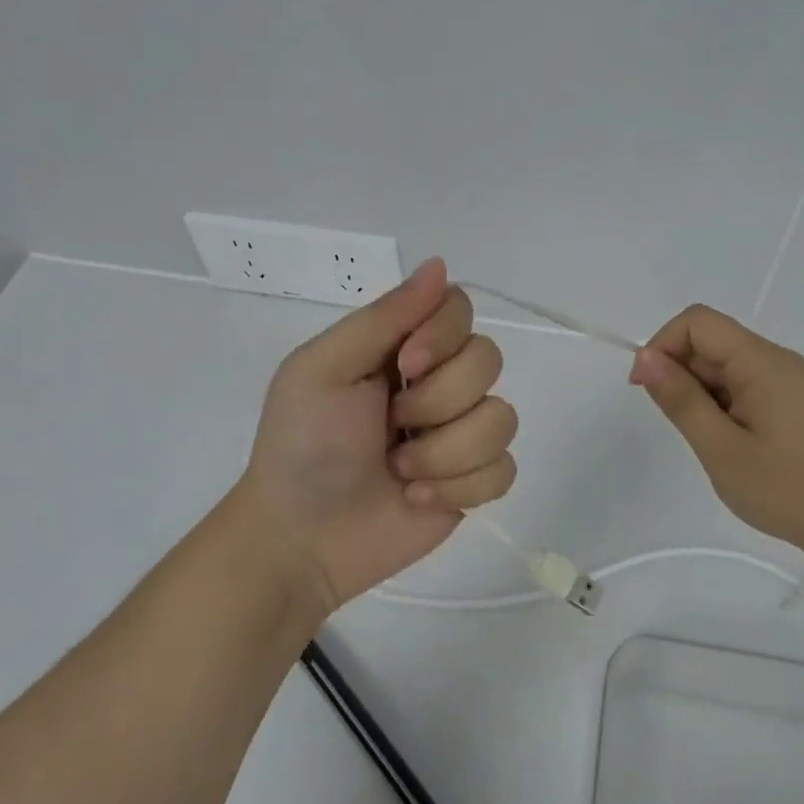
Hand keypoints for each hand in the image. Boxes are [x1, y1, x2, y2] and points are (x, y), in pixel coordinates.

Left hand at [240, 258, 516, 609]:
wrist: (300, 539)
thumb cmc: (301, 446)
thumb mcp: (322, 369)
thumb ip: (383, 317)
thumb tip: (440, 264)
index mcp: (401, 347)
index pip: (459, 307)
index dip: (444, 335)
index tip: (405, 365)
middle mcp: (439, 382)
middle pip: (489, 359)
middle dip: (437, 402)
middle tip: (391, 425)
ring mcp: (460, 433)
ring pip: (503, 418)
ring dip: (445, 452)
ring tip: (399, 471)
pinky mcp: (473, 482)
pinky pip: (504, 469)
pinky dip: (459, 487)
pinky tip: (418, 497)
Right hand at [629, 305, 803, 564]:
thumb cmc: (789, 490)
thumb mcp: (722, 449)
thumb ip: (681, 400)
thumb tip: (646, 358)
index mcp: (760, 361)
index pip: (697, 322)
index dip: (663, 345)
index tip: (649, 390)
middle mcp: (778, 360)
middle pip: (713, 341)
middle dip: (682, 374)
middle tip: (685, 429)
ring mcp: (792, 381)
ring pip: (728, 366)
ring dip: (703, 394)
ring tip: (713, 444)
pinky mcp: (799, 403)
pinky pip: (748, 385)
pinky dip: (725, 405)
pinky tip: (733, 445)